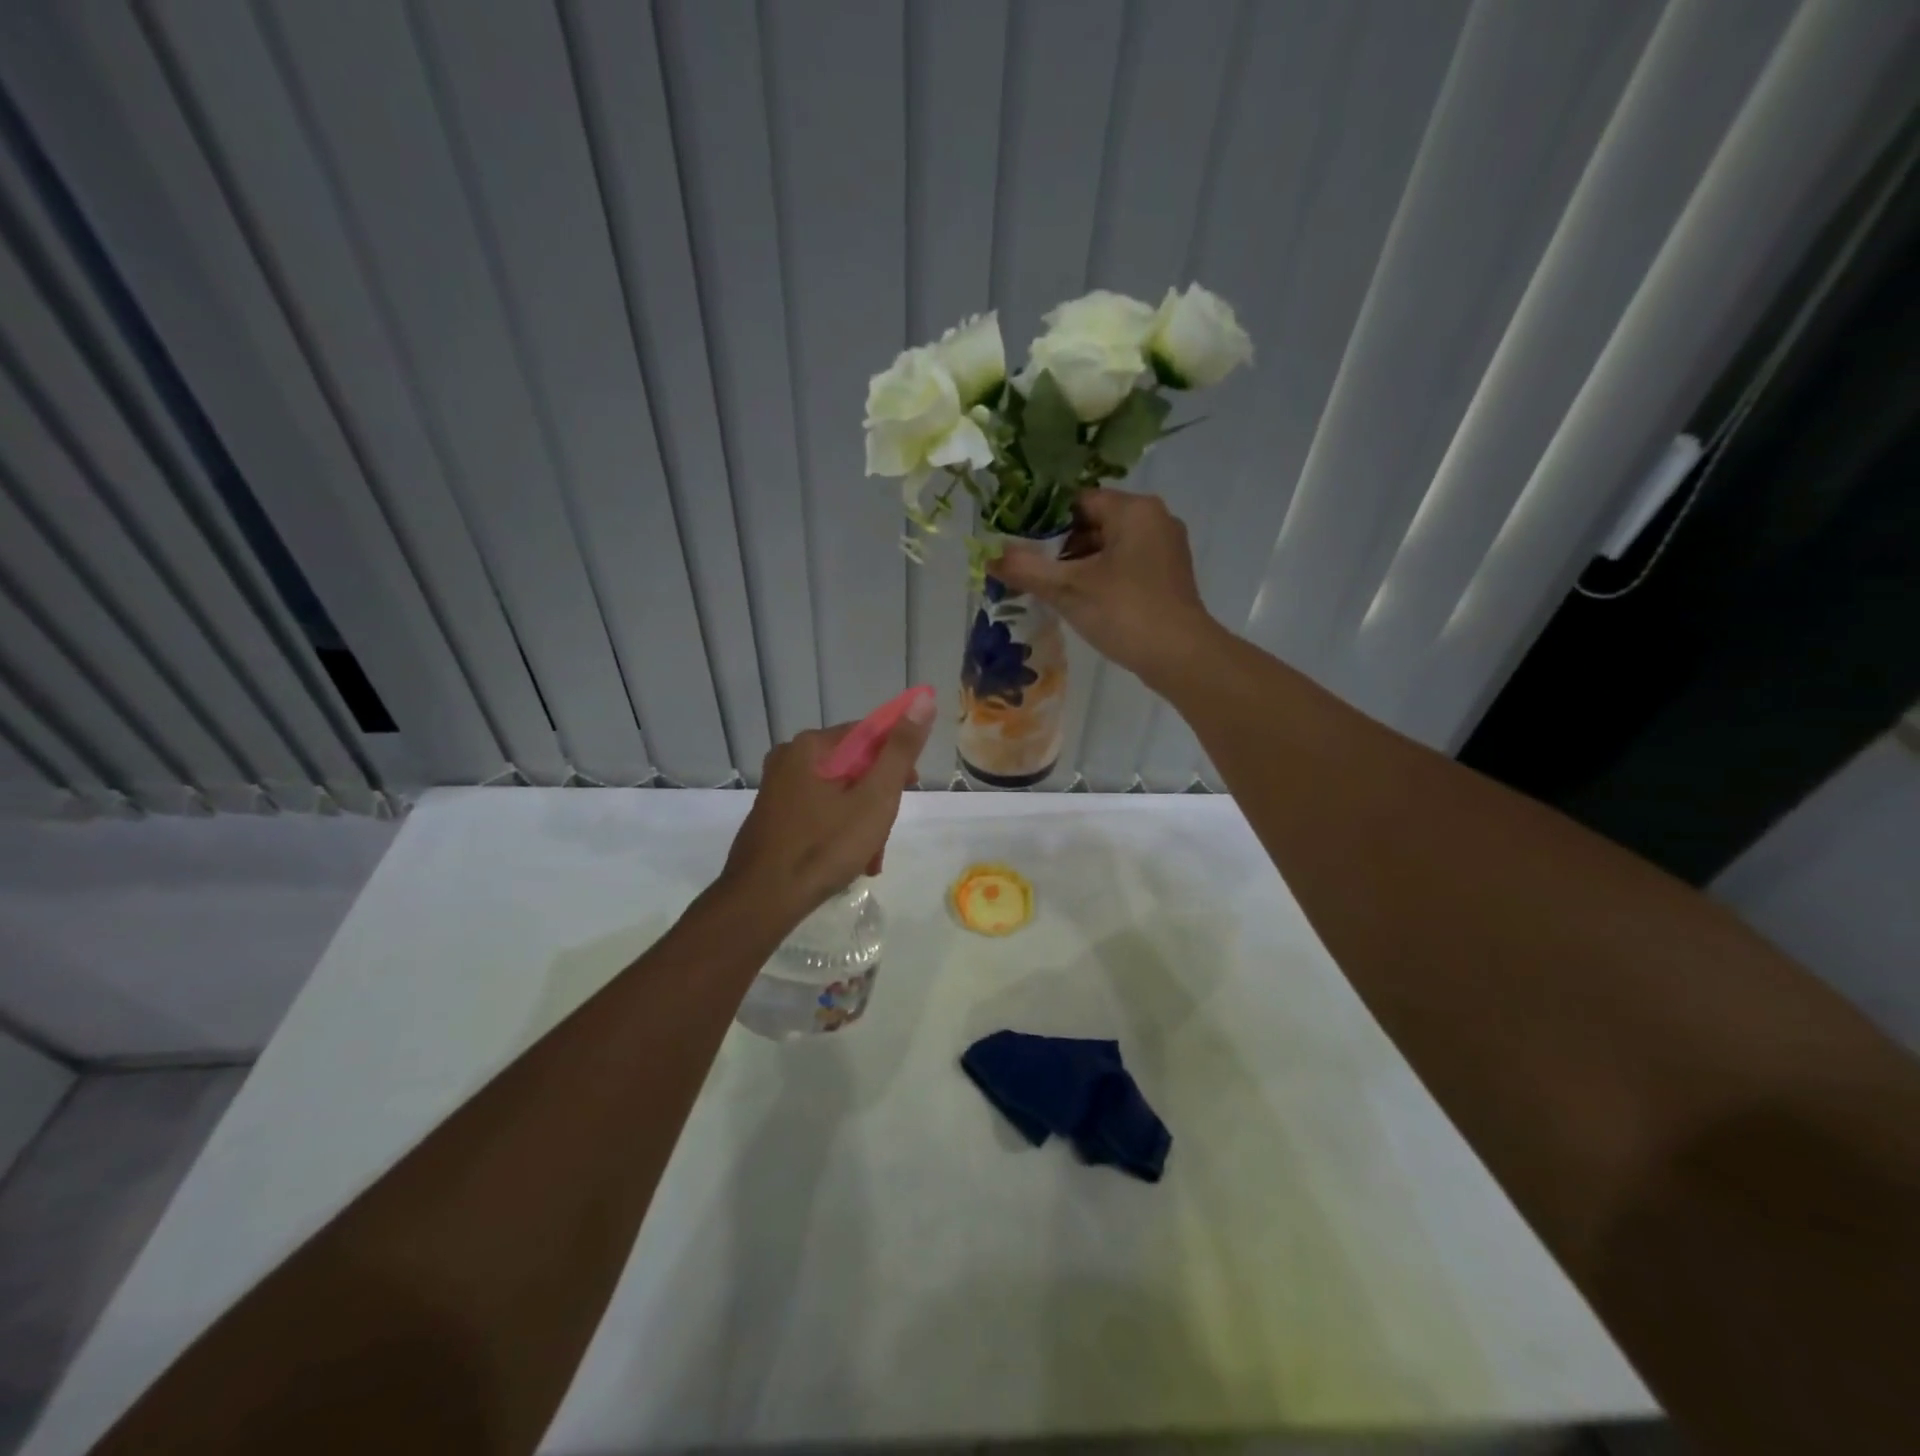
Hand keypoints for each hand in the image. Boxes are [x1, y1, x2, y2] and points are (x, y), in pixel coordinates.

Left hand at [720, 697, 935, 922]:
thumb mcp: (875, 798)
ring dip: (862, 820)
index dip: (896, 757)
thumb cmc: (824, 845)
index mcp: (811, 746)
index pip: (868, 733)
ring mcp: (777, 789)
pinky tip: (850, 861)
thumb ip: (900, 750)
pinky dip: (839, 831)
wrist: (763, 900)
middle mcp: (788, 758)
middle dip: (878, 797)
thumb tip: (923, 700)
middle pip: (853, 765)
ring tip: (871, 856)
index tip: (910, 786)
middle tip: (887, 829)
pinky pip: (818, 812)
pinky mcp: (773, 817)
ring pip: (837, 793)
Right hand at [988, 488, 1216, 680]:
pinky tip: (1082, 602)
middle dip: (1061, 547)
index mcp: (1134, 509)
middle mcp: (1155, 519)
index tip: (1022, 548)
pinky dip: (1102, 577)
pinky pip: (1126, 565)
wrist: (1180, 657)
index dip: (1045, 523)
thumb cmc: (1124, 612)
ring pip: (1110, 546)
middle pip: (1094, 522)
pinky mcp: (1168, 575)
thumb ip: (1026, 570)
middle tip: (1032, 572)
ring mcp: (1166, 548)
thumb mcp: (1068, 589)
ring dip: (1080, 565)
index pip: (1078, 501)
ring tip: (1052, 590)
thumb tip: (990, 557)